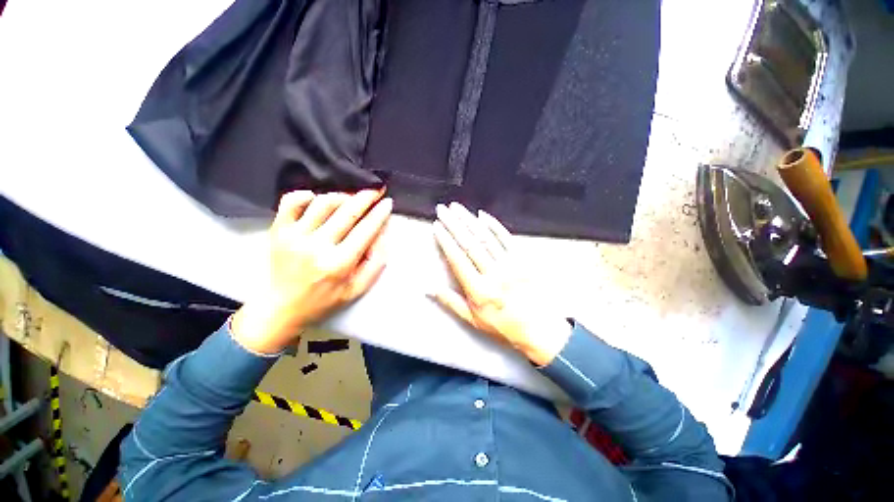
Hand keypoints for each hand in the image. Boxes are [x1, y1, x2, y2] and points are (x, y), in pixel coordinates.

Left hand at [232, 190, 391, 353]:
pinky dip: (306, 195)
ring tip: (350, 199)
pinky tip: (317, 198)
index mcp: (340, 263)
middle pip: (347, 212)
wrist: (282, 308)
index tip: (387, 202)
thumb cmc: (325, 300)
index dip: (379, 213)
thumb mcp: (358, 288)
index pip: (365, 230)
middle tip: (376, 189)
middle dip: (366, 197)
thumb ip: (375, 261)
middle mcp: (317, 247)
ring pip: (323, 203)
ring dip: (342, 196)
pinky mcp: (278, 231)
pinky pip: (291, 202)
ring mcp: (295, 237)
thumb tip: (383, 233)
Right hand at [431, 203, 570, 365]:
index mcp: (478, 290)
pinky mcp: (523, 260)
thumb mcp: (473, 319)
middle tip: (443, 209)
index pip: (458, 259)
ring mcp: (510, 265)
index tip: (437, 226)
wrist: (539, 329)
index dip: (446, 241)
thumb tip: (429, 288)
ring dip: (469, 220)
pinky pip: (506, 238)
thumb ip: (450, 302)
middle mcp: (493, 274)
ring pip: (485, 237)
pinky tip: (482, 215)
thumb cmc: (503, 325)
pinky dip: (493, 225)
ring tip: (457, 208)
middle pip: (469, 244)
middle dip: (453, 224)